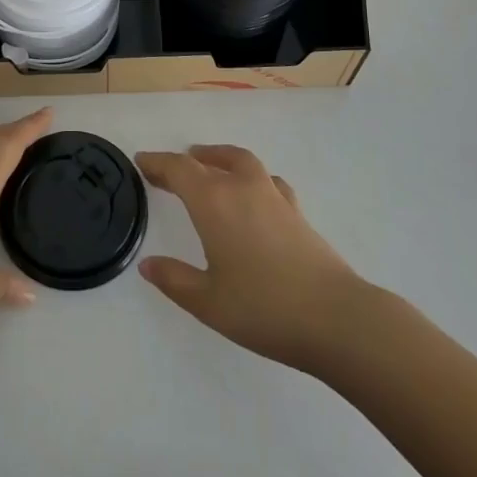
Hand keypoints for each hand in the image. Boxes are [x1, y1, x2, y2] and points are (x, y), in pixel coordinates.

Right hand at [136, 144, 362, 372]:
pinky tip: (253, 194)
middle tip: (167, 170)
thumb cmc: (264, 308)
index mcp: (214, 203)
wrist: (335, 317)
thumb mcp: (208, 302)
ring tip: (208, 165)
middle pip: (207, 161)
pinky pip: (267, 180)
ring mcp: (273, 196)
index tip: (141, 162)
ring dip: (219, 158)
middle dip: (184, 162)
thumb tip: (147, 264)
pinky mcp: (296, 211)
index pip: (179, 170)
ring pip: (241, 161)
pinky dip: (251, 177)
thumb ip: (174, 280)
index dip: (158, 163)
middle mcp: (242, 188)